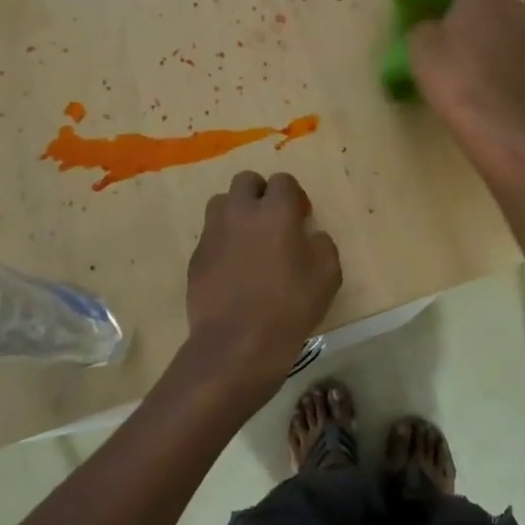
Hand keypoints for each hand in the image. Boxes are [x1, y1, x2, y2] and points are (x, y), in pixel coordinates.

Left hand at [182, 170, 341, 397]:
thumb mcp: (328, 275)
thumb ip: (322, 245)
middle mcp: (241, 212)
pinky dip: (223, 243)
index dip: (294, 196)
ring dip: (237, 213)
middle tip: (273, 221)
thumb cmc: (290, 306)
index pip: (283, 181)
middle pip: (246, 181)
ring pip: (222, 204)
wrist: (237, 343)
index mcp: (276, 211)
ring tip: (249, 241)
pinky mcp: (196, 257)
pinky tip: (234, 270)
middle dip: (260, 194)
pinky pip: (211, 236)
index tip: (301, 218)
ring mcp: (213, 233)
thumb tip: (310, 237)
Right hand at [408, 0, 524, 142]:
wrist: (493, 122)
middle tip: (450, 15)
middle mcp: (511, 5)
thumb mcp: (420, 46)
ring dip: (490, 21)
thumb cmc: (452, 76)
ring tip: (467, 45)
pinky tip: (483, 69)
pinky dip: (500, 46)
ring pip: (506, 15)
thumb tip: (433, 24)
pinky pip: (514, 41)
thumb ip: (424, 23)